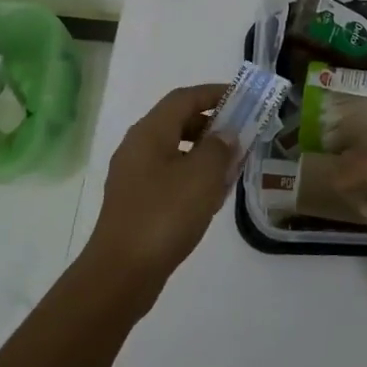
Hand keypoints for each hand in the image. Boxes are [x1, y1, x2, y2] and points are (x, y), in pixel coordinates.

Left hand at [83, 83, 234, 291]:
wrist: (122, 272)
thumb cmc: (165, 215)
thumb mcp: (202, 176)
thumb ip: (220, 148)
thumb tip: (226, 134)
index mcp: (150, 133)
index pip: (184, 98)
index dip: (214, 93)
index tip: (243, 98)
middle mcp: (137, 148)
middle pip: (178, 123)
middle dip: (213, 125)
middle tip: (243, 134)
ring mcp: (134, 177)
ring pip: (176, 152)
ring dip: (205, 154)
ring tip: (234, 166)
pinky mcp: (137, 203)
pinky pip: (170, 177)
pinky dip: (193, 177)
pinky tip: (213, 197)